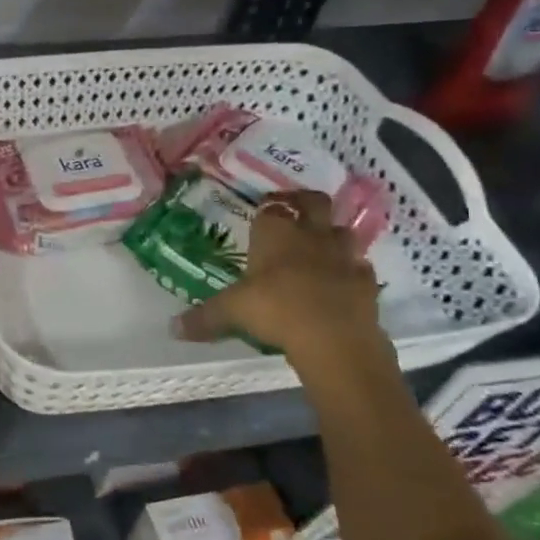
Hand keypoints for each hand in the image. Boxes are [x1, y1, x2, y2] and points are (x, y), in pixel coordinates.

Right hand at [174, 189, 386, 365]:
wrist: (334, 337)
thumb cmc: (275, 309)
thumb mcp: (231, 312)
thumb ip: (204, 318)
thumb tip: (173, 328)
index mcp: (275, 233)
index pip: (272, 207)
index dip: (269, 206)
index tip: (264, 210)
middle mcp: (310, 235)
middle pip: (314, 202)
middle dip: (305, 203)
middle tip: (295, 212)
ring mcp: (343, 256)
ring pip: (342, 231)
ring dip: (332, 235)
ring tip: (319, 247)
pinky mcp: (366, 282)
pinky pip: (360, 267)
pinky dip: (352, 271)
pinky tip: (341, 283)